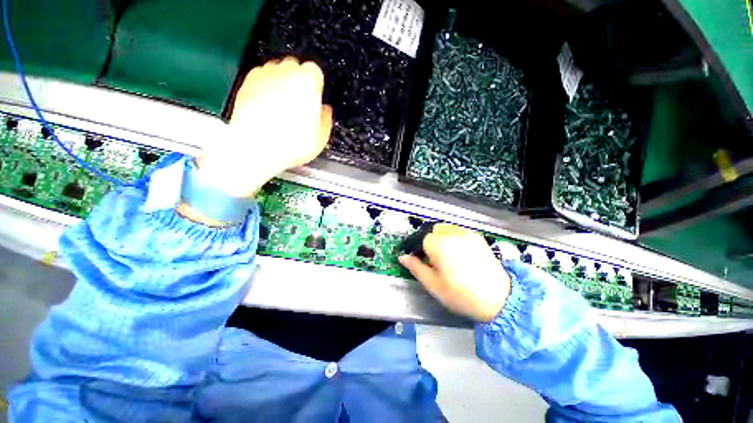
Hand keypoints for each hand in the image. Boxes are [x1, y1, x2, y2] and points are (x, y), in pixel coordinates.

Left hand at [196, 57, 332, 197]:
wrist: (256, 147)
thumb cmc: (288, 143)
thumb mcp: (320, 138)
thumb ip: (325, 119)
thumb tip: (325, 112)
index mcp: (307, 83)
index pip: (316, 72)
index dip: (316, 86)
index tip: (315, 98)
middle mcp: (285, 72)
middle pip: (295, 67)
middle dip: (299, 83)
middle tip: (300, 105)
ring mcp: (264, 75)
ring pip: (277, 72)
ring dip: (282, 85)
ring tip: (283, 110)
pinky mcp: (247, 82)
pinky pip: (261, 80)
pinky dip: (265, 89)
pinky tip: (268, 109)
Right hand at [398, 224, 510, 321]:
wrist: (499, 299)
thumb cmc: (461, 294)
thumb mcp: (433, 284)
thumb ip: (415, 267)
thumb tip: (403, 257)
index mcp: (439, 244)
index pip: (420, 238)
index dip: (417, 249)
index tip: (419, 259)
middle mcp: (452, 233)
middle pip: (433, 230)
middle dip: (429, 241)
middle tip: (434, 259)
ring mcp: (466, 233)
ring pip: (445, 228)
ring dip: (441, 238)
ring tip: (446, 256)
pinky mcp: (477, 236)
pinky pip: (458, 231)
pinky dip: (453, 237)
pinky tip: (459, 253)